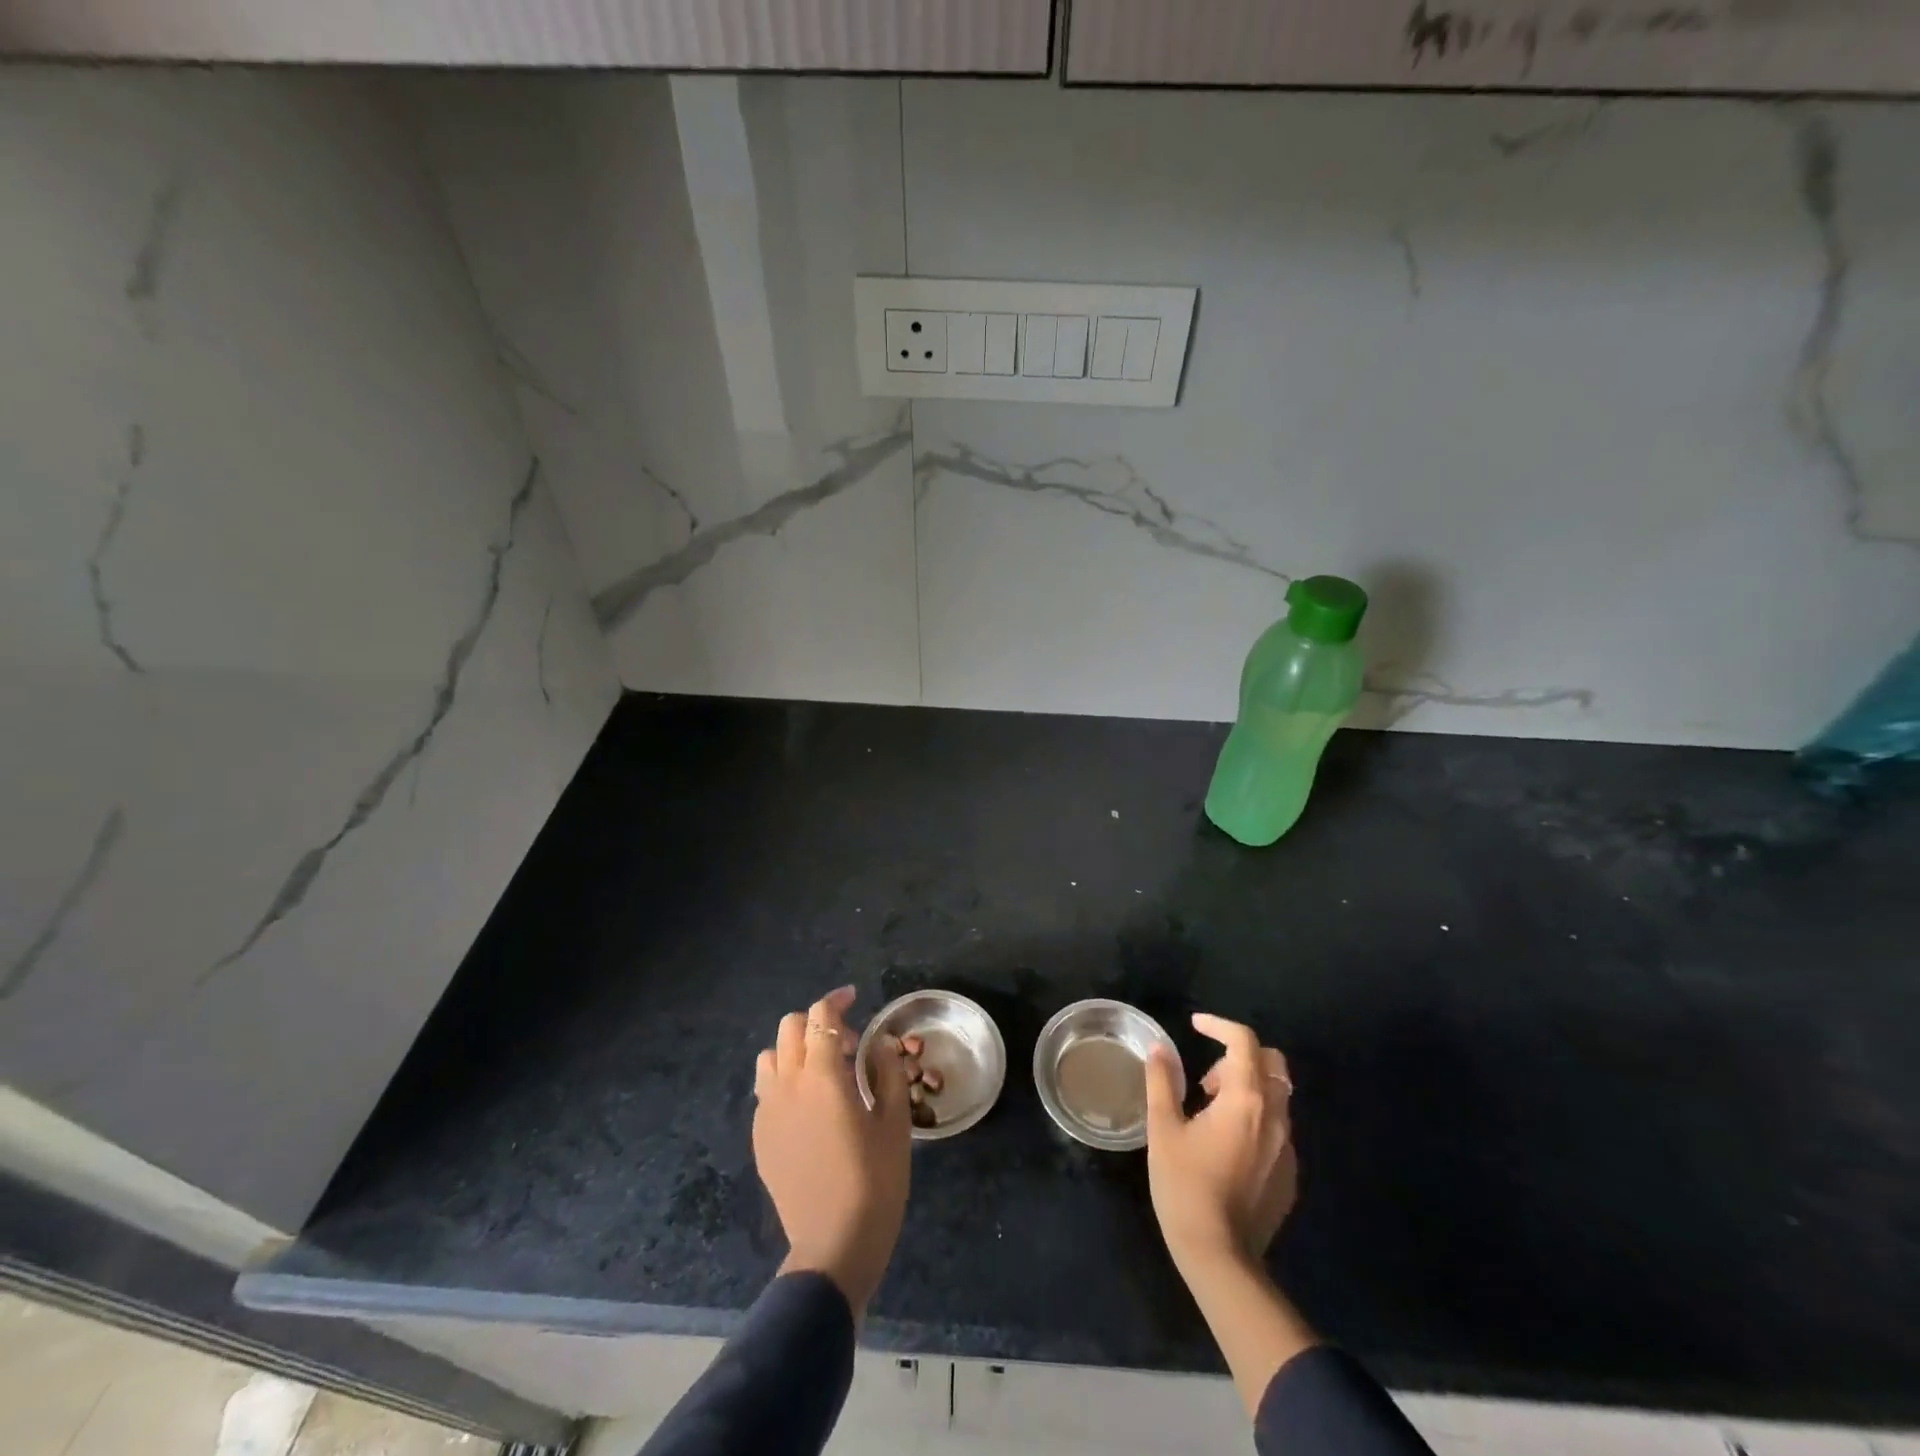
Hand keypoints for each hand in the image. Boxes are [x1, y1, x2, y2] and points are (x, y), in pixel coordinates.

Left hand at [753, 986, 911, 1313]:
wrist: (834, 1245)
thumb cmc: (874, 1180)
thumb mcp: (894, 1122)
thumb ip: (887, 1072)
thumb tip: (880, 1043)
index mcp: (821, 1075)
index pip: (820, 1017)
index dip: (836, 1001)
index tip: (854, 999)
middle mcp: (787, 1085)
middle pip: (790, 1028)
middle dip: (817, 1024)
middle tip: (847, 1045)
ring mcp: (768, 1113)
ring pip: (771, 1058)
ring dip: (795, 1051)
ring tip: (823, 1073)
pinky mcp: (760, 1139)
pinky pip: (766, 1092)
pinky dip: (785, 1082)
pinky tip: (809, 1110)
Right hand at [1144, 1013, 1296, 1273]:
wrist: (1220, 1258)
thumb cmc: (1184, 1187)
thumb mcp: (1163, 1129)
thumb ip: (1162, 1081)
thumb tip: (1159, 1048)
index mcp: (1244, 1100)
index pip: (1243, 1041)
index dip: (1219, 1025)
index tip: (1195, 1025)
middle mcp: (1274, 1117)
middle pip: (1272, 1064)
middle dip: (1238, 1056)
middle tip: (1204, 1079)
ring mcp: (1287, 1148)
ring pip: (1276, 1096)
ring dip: (1246, 1087)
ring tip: (1209, 1111)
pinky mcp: (1289, 1175)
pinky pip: (1277, 1128)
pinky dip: (1254, 1117)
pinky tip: (1225, 1145)